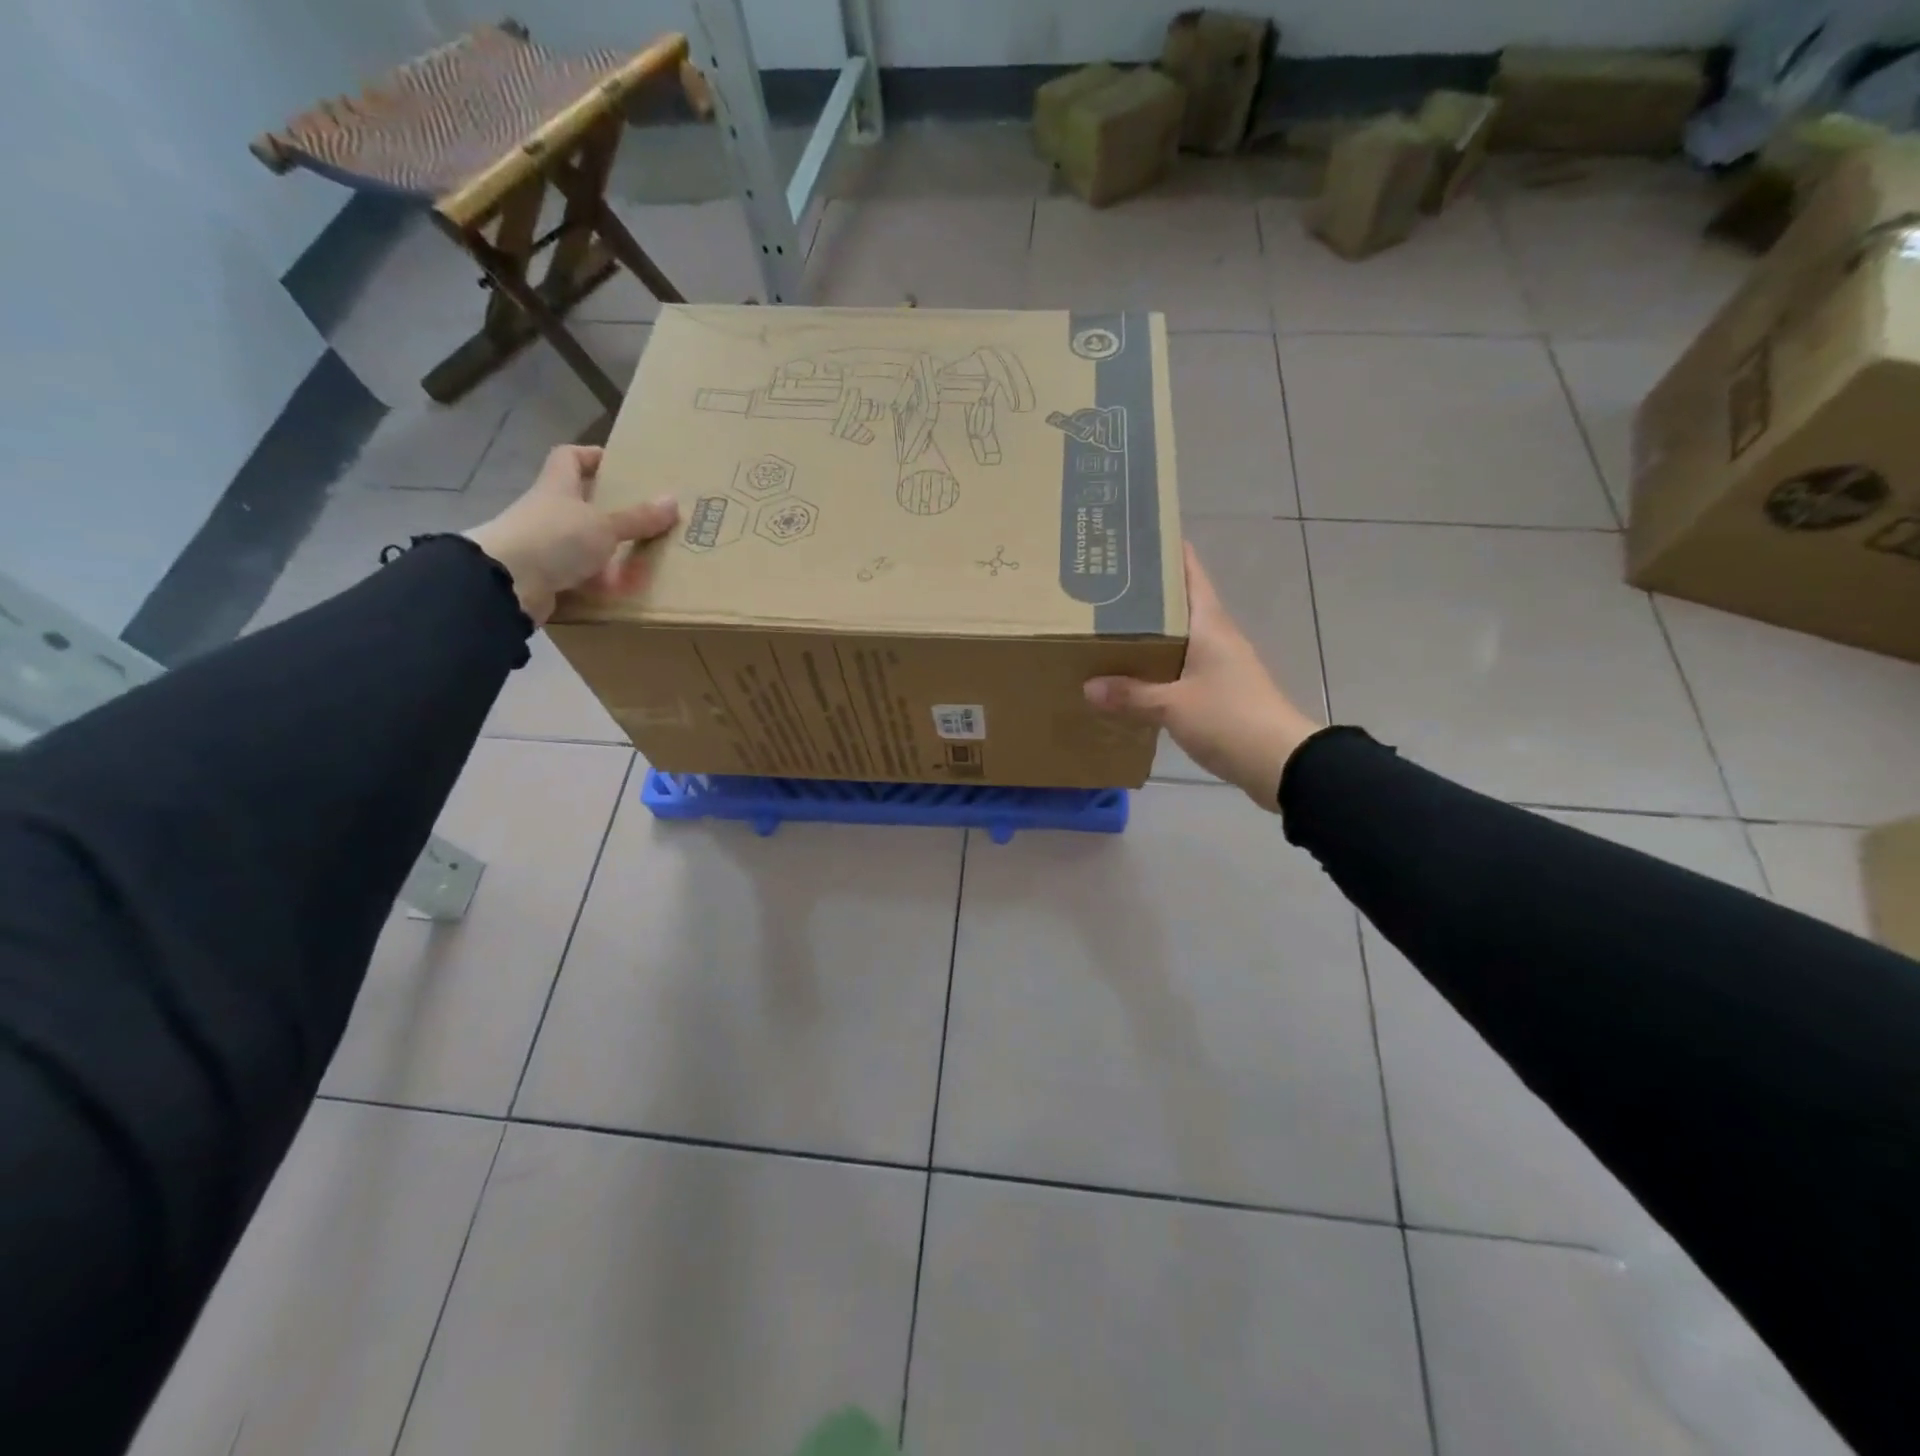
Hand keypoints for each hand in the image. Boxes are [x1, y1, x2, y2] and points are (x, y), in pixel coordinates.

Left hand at [463, 446, 678, 624]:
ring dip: (607, 549)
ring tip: (640, 555)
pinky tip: (622, 589)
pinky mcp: (545, 576)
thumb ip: (637, 518)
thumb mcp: (604, 526)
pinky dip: (599, 580)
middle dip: (608, 508)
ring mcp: (544, 545)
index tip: (619, 464)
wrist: (506, 583)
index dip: (592, 456)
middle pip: (578, 501)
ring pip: (581, 541)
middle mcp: (548, 511)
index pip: (569, 458)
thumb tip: (672, 501)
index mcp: (557, 487)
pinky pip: (578, 574)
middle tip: (642, 515)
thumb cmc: (556, 538)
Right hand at [1084, 543, 1319, 810]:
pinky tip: (1132, 675)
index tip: (1133, 539)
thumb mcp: (1173, 706)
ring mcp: (1221, 663)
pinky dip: (1158, 664)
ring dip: (1150, 631)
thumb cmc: (1230, 719)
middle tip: (1102, 587)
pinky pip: (1182, 666)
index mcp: (1210, 625)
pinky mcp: (1220, 690)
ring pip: (1179, 636)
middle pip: (1179, 603)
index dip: (1166, 551)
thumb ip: (1131, 695)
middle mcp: (1217, 636)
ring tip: (1107, 628)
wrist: (1281, 762)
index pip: (1190, 573)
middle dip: (1145, 594)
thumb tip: (1088, 686)